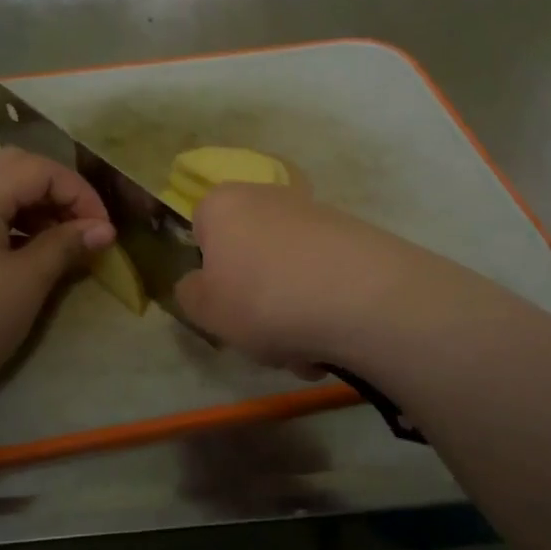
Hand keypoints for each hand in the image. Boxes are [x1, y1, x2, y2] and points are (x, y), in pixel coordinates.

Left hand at [0, 149, 114, 413]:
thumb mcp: (28, 282)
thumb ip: (67, 245)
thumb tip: (104, 229)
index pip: (39, 169)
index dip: (79, 192)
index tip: (104, 229)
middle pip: (16, 167)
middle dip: (58, 190)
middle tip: (84, 226)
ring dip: (36, 204)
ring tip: (62, 240)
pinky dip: (14, 219)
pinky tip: (30, 250)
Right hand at [173, 183, 415, 369]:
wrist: (361, 296)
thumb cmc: (262, 298)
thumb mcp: (204, 309)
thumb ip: (189, 294)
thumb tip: (199, 285)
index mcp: (224, 204)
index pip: (201, 231)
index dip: (208, 272)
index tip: (221, 305)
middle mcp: (268, 197)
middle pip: (249, 257)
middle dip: (255, 303)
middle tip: (262, 339)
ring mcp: (315, 216)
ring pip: (287, 276)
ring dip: (290, 317)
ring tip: (303, 352)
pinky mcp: (355, 238)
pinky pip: (324, 281)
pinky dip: (323, 311)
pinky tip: (332, 342)